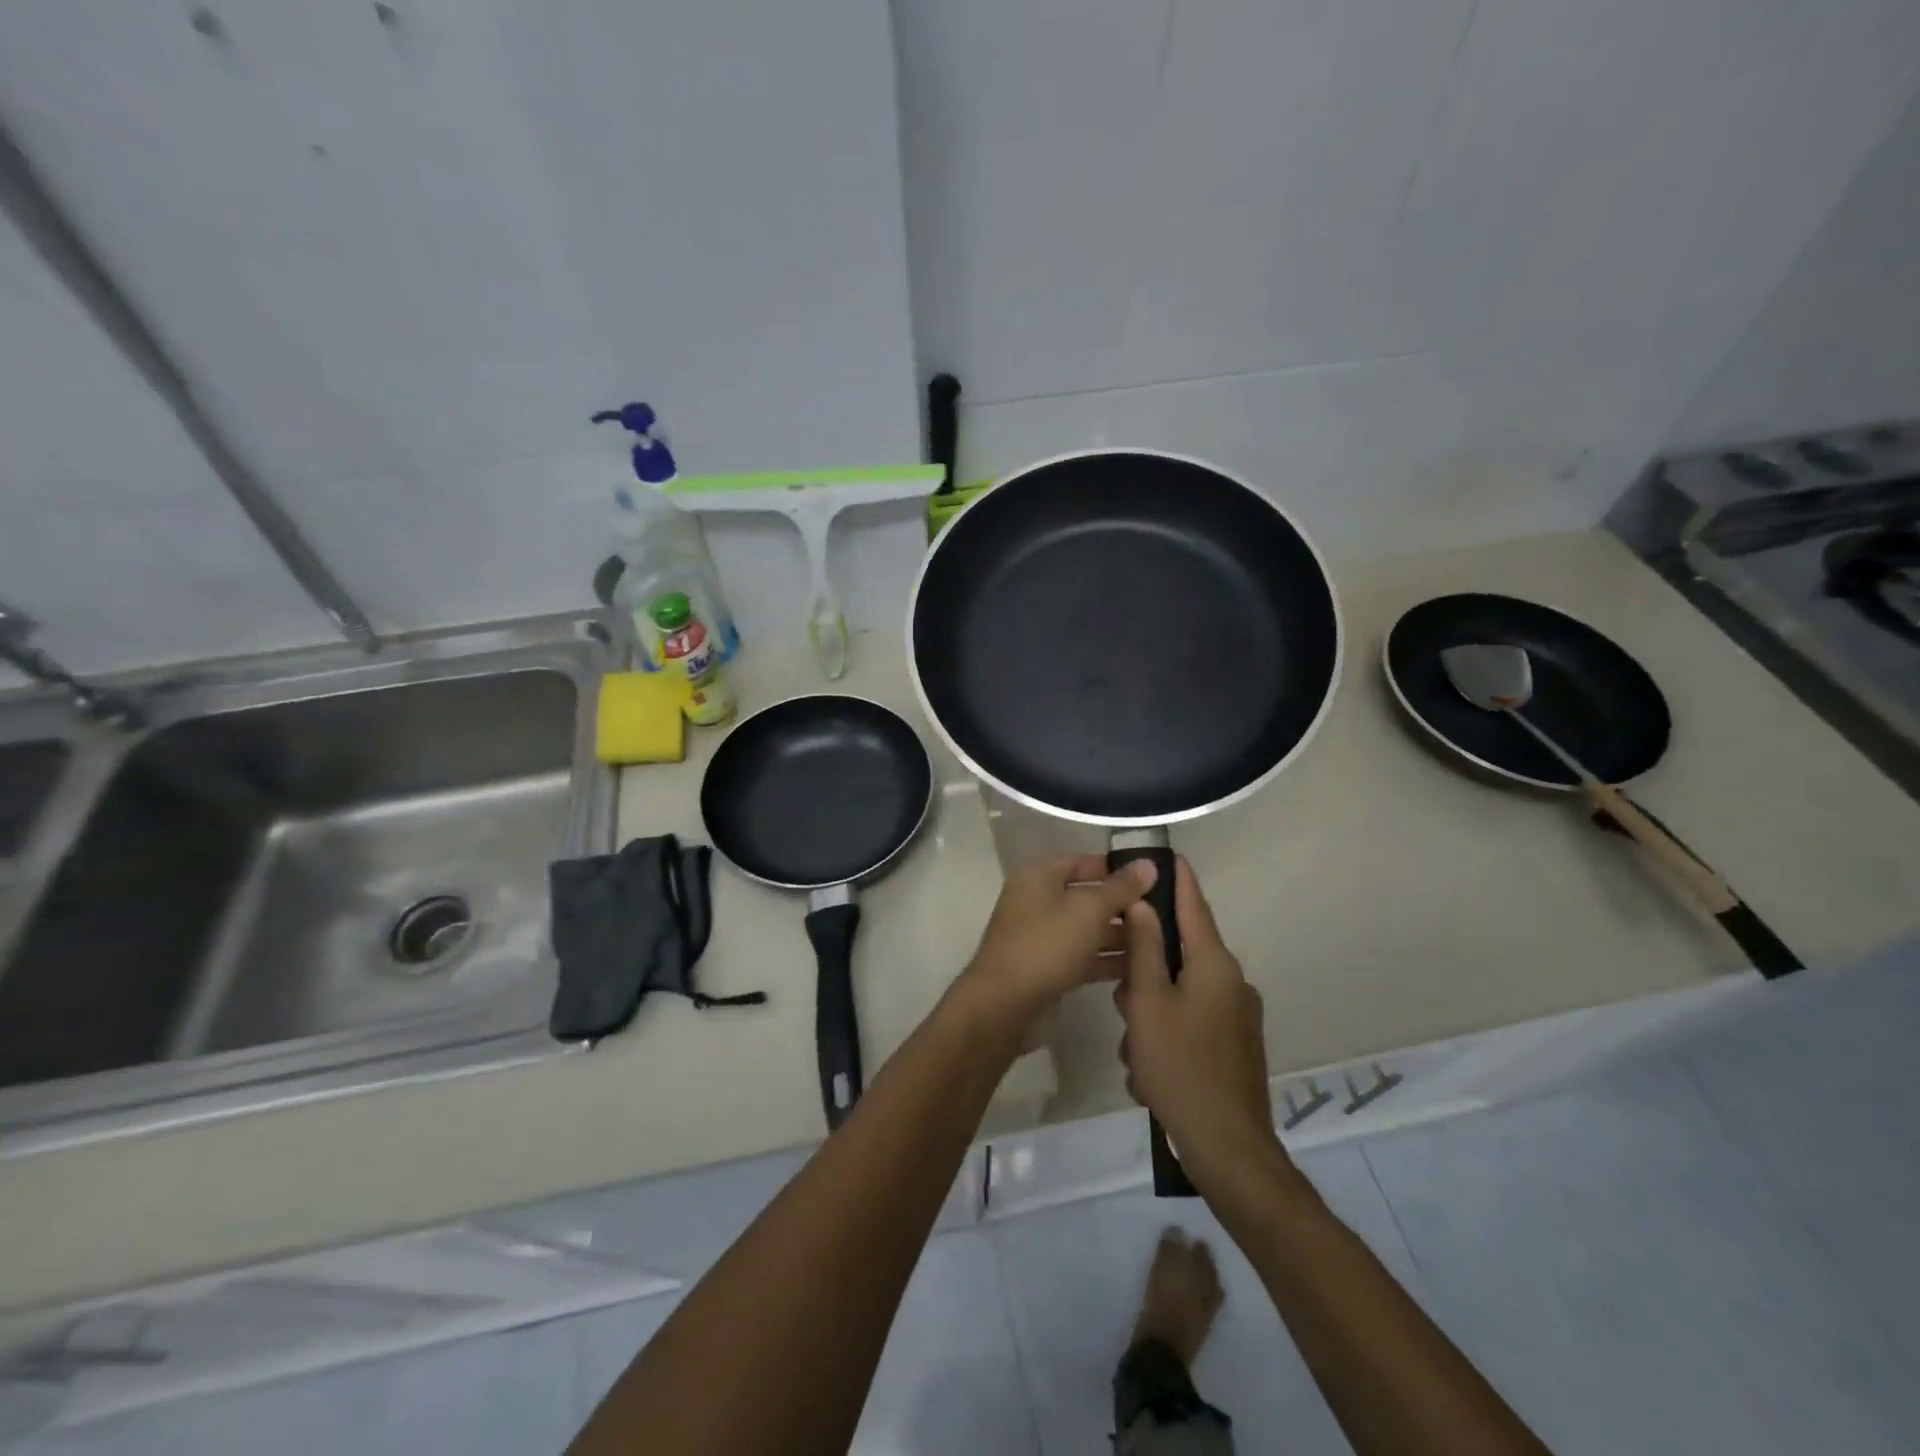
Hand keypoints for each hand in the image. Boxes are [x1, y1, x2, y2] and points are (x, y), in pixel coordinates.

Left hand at [956, 854, 1155, 1027]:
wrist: (1004, 1006)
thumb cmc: (1045, 945)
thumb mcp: (1088, 910)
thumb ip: (1120, 888)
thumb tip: (1148, 864)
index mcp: (1039, 876)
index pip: (1081, 861)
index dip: (1114, 867)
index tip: (1151, 876)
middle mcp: (1036, 901)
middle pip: (1085, 896)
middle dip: (1122, 905)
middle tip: (1164, 912)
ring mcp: (1040, 937)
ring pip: (1086, 929)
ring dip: (1119, 935)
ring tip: (1161, 941)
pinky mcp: (1046, 969)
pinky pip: (1081, 956)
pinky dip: (1106, 960)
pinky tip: (1140, 967)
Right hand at [1115, 858, 1282, 1181]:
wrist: (1227, 1147)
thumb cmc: (1180, 1065)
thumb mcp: (1148, 1003)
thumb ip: (1143, 949)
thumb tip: (1143, 904)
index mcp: (1215, 965)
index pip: (1194, 906)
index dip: (1178, 879)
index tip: (1167, 854)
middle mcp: (1232, 983)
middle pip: (1181, 954)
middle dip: (1145, 971)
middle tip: (1121, 1001)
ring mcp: (1237, 1016)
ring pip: (1181, 993)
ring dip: (1151, 1011)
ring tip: (1135, 1050)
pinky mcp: (1235, 1045)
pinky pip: (1193, 1022)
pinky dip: (1167, 1035)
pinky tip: (1151, 1071)